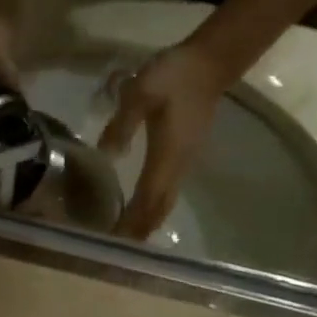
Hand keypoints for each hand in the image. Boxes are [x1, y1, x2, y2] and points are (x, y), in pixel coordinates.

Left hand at [98, 38, 236, 239]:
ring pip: (164, 205)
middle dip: (137, 232)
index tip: (114, 244)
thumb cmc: (174, 76)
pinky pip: (166, 194)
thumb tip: (107, 155)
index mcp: (166, 157)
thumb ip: (122, 124)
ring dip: (145, 225)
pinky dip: (152, 210)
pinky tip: (138, 214)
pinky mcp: (182, 160)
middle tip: (114, 253)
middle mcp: (177, 168)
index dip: (131, 223)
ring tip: (125, 242)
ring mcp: (183, 165)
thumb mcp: (141, 92)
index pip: (147, 200)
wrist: (209, 63)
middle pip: (158, 210)